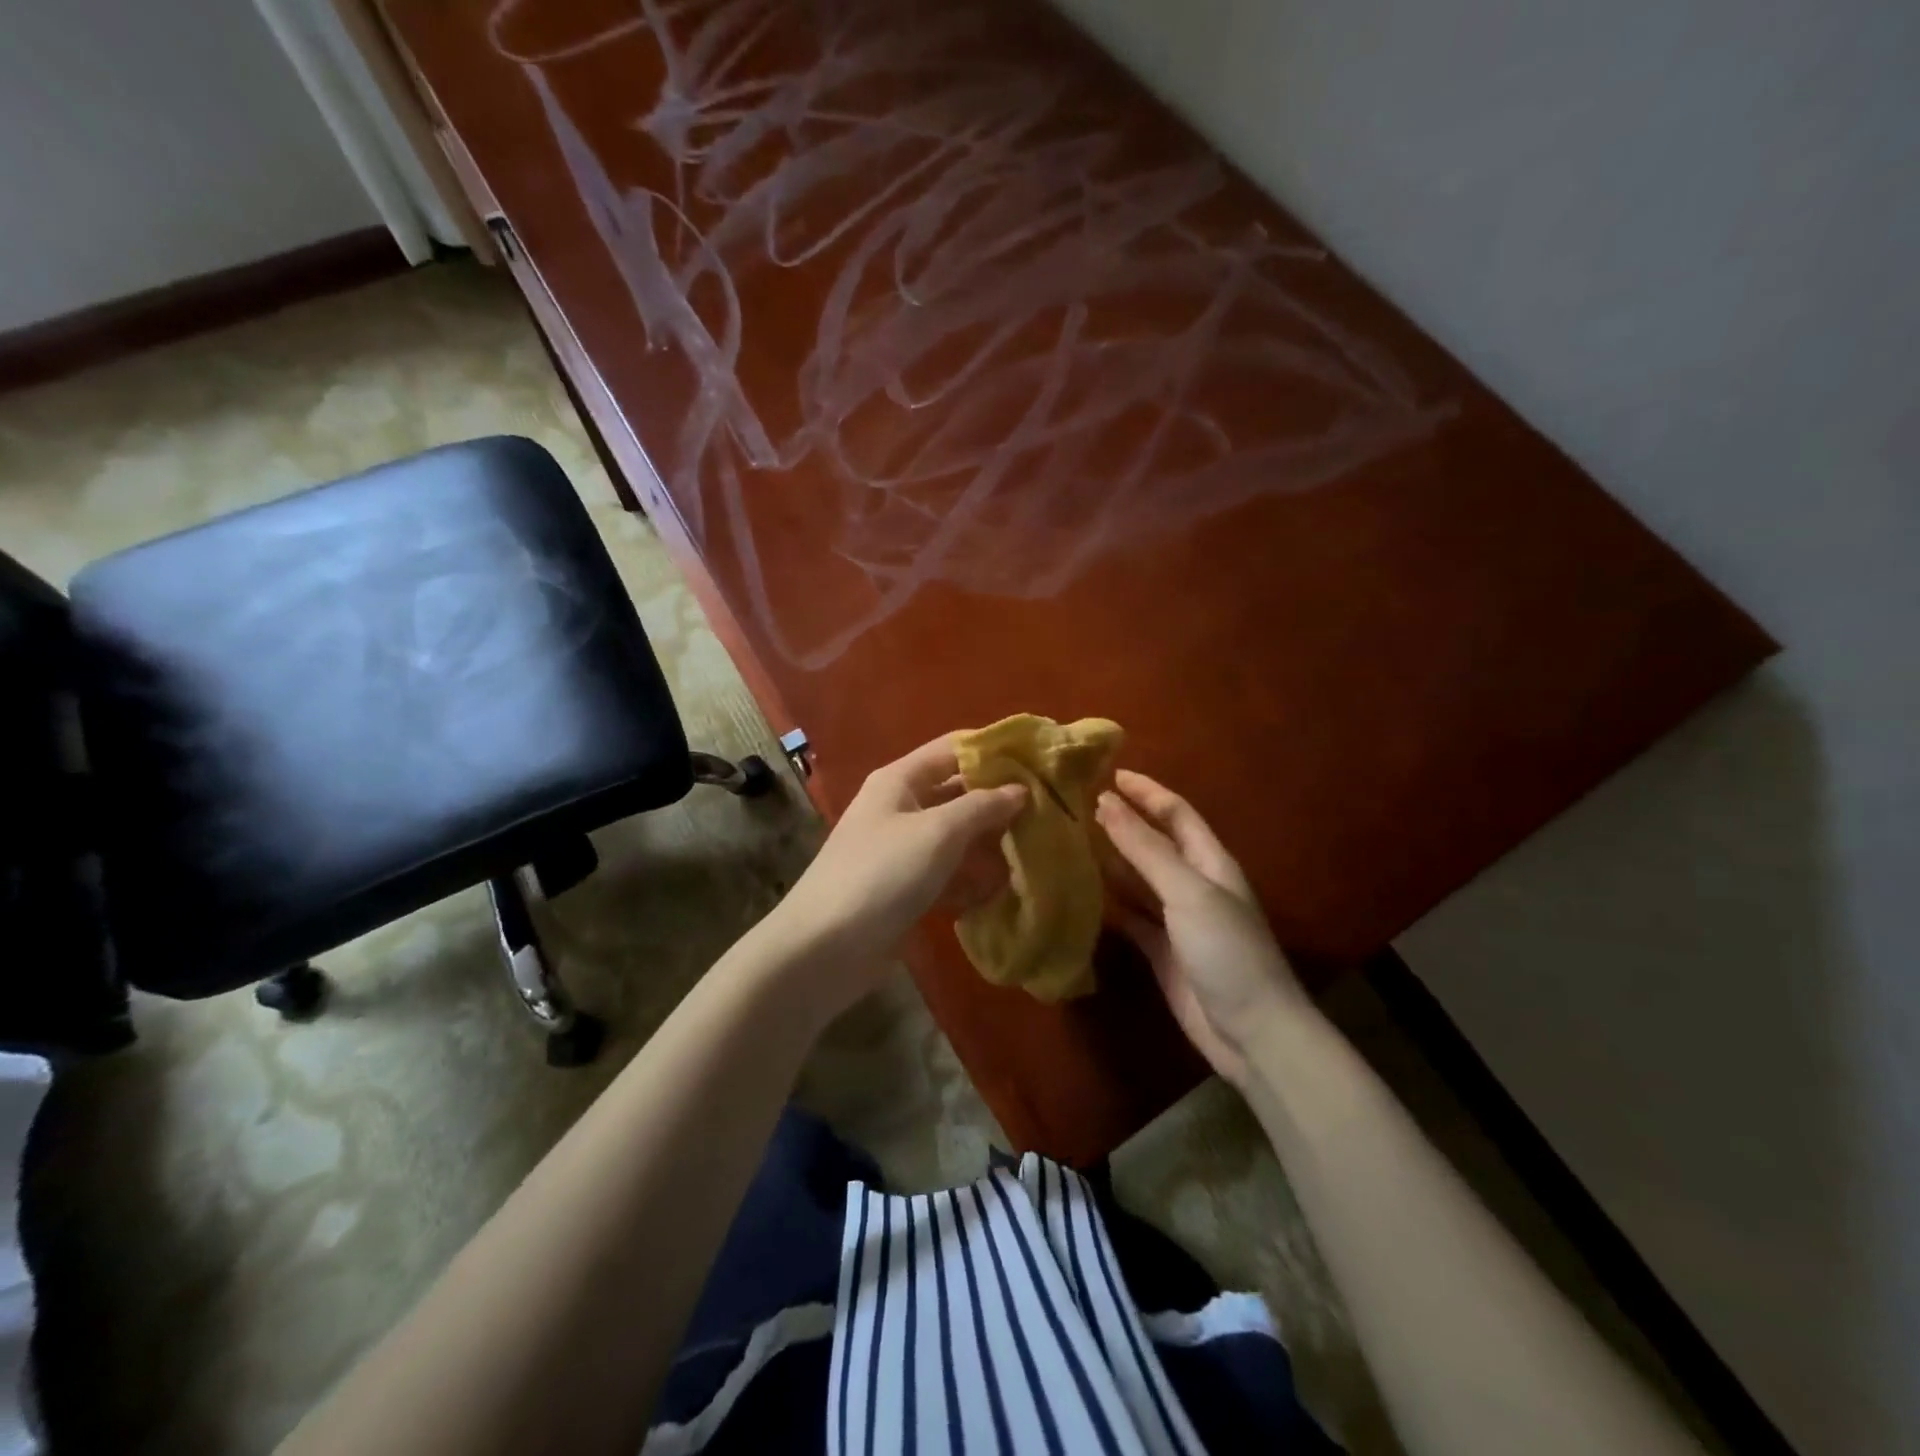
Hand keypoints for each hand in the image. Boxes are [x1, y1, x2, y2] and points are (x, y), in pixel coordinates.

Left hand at [770, 735, 1026, 1009]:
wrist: (825, 948)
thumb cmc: (882, 874)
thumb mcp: (937, 832)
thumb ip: (982, 807)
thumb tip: (1020, 789)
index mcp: (900, 780)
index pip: (953, 749)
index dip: (993, 751)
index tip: (1039, 760)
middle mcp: (901, 808)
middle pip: (958, 793)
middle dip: (999, 801)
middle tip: (1050, 809)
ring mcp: (903, 851)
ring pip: (957, 836)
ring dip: (991, 842)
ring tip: (1039, 847)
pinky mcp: (907, 889)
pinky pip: (949, 873)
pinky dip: (974, 878)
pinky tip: (1007, 888)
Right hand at [1096, 770, 1305, 1088]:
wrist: (1252, 1032)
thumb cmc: (1226, 950)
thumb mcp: (1187, 891)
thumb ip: (1145, 848)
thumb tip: (1105, 802)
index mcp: (1210, 862)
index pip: (1176, 813)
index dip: (1146, 791)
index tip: (1108, 773)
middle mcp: (1194, 884)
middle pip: (1155, 843)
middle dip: (1123, 823)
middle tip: (1077, 807)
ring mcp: (1178, 919)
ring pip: (1139, 880)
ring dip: (1111, 861)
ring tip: (1070, 843)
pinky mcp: (1162, 950)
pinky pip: (1131, 917)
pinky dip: (1109, 904)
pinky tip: (1081, 894)